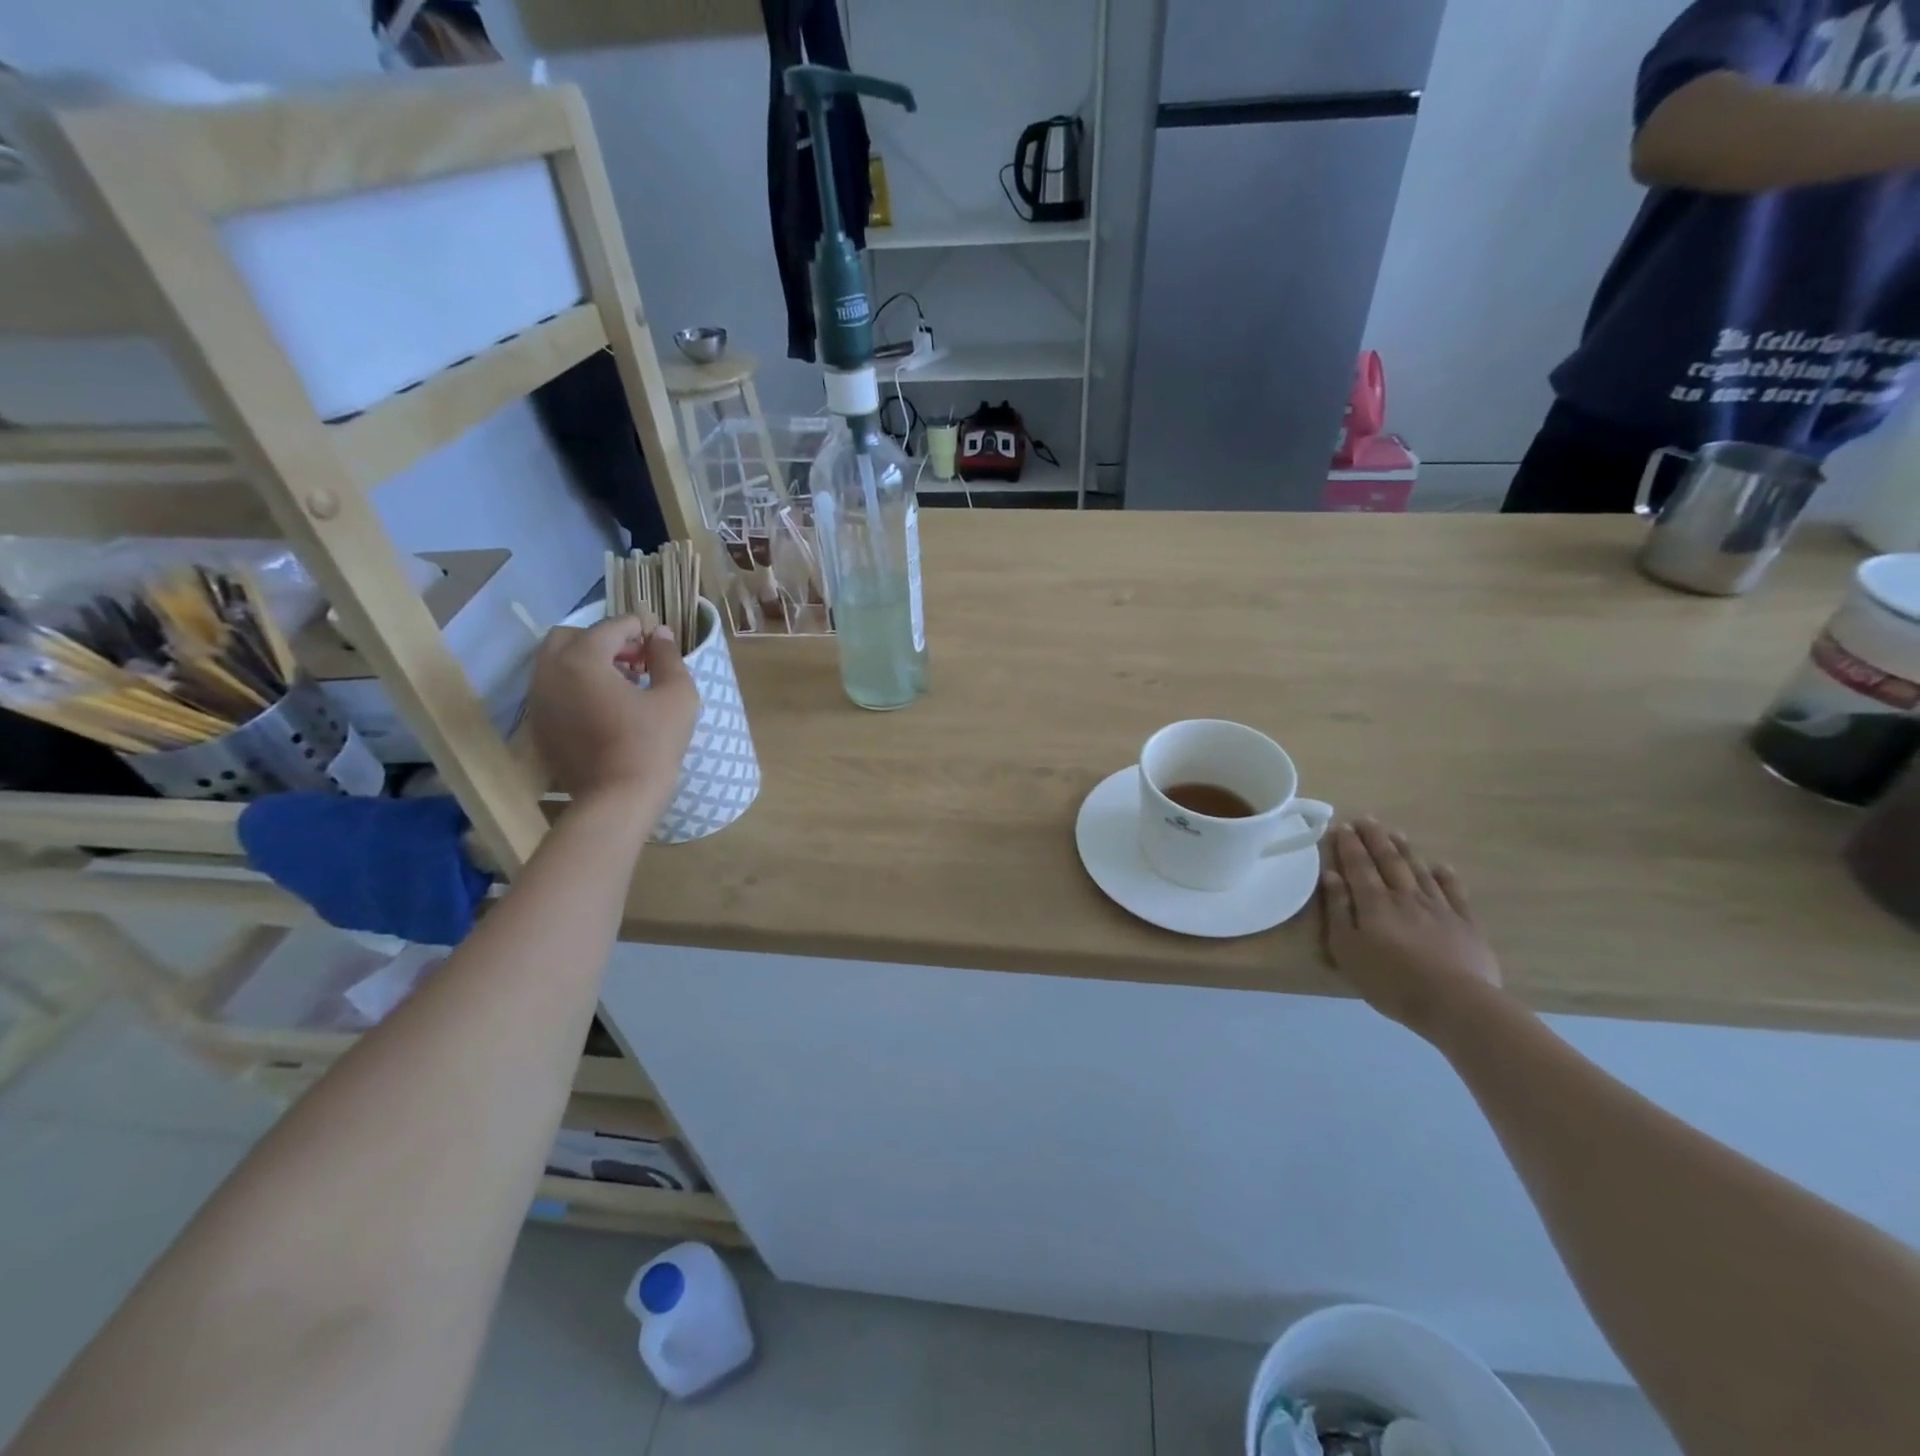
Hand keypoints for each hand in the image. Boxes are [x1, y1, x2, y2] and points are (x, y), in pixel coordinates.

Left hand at [527, 615, 698, 821]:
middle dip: (605, 640)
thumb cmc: (652, 744)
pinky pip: (554, 690)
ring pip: (557, 663)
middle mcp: (550, 672)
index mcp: (582, 658)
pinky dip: (576, 686)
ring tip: (623, 684)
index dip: (638, 628)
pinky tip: (605, 708)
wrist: (617, 799)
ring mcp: (539, 700)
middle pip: (572, 636)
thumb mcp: (677, 696)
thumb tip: (659, 634)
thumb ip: (668, 657)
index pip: (611, 626)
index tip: (658, 643)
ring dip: (588, 662)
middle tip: (636, 660)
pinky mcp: (539, 725)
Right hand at [1320, 819, 1502, 1039]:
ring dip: (1406, 851)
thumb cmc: (1390, 980)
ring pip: (1419, 871)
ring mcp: (1439, 908)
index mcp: (1374, 903)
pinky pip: (1454, 893)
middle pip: (1389, 861)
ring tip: (1396, 833)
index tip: (1342, 826)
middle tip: (1366, 818)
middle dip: (1375, 839)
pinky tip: (1441, 867)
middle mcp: (1405, 897)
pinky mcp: (1465, 924)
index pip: (1359, 866)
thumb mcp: (1348, 950)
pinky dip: (1446, 877)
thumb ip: (1338, 910)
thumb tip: (1331, 876)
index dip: (1349, 845)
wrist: (1455, 1003)